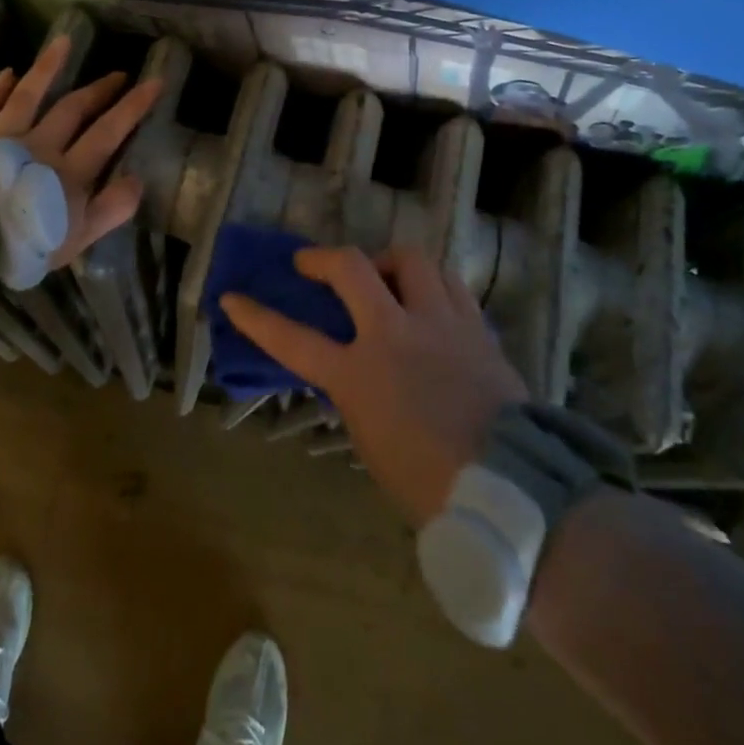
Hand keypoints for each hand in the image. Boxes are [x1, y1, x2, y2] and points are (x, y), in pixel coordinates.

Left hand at [0, 34, 162, 268]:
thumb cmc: (23, 241)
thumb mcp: (79, 236)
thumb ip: (112, 208)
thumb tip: (137, 179)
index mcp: (70, 172)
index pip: (108, 133)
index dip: (133, 107)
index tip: (154, 81)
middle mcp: (40, 145)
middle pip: (72, 110)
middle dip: (99, 91)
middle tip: (119, 73)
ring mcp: (1, 138)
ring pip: (28, 96)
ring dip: (47, 69)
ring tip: (63, 42)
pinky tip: (6, 74)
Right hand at [220, 247, 527, 524]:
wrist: (510, 486)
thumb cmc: (428, 480)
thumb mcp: (370, 438)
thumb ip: (355, 392)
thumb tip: (355, 369)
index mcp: (359, 374)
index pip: (292, 338)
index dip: (257, 317)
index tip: (233, 297)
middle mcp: (395, 334)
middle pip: (352, 268)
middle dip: (324, 257)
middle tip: (314, 263)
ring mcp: (440, 323)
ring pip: (411, 259)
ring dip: (389, 262)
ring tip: (385, 277)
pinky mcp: (476, 326)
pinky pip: (450, 284)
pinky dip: (431, 284)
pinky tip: (429, 300)